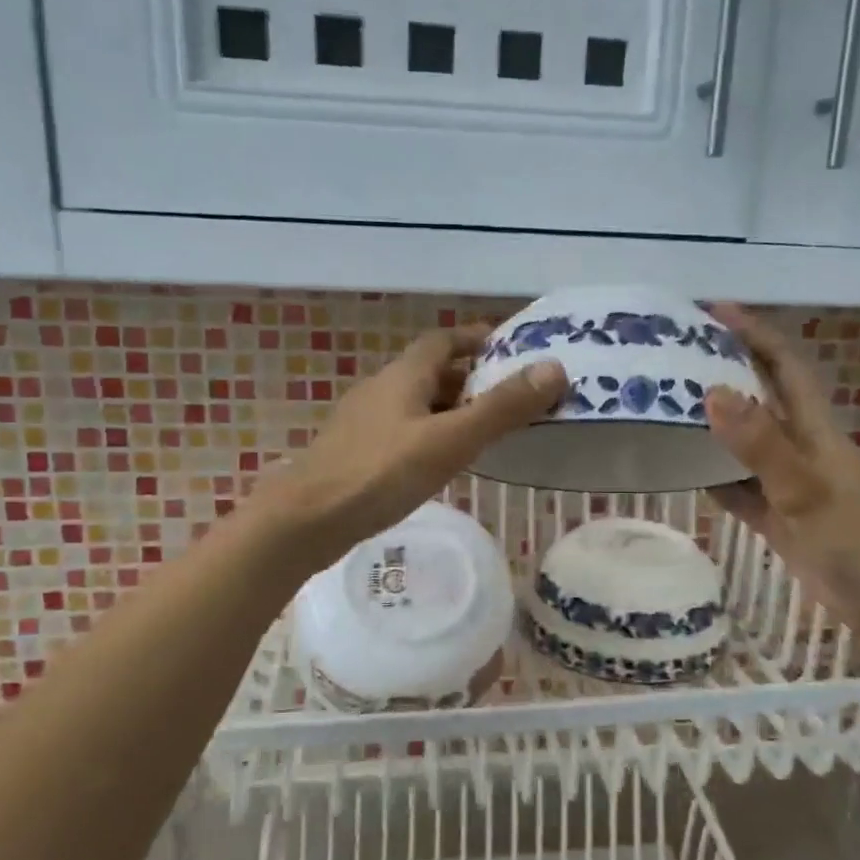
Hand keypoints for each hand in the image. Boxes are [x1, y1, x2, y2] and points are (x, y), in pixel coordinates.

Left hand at [252, 326, 566, 572]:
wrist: (305, 521)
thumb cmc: (380, 473)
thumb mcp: (450, 440)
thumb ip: (501, 408)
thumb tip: (554, 368)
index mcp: (402, 375)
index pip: (443, 340)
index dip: (476, 338)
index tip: (510, 349)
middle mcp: (380, 389)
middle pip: (430, 372)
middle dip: (470, 378)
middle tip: (510, 396)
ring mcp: (363, 423)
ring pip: (415, 404)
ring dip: (449, 409)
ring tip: (485, 431)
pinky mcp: (354, 453)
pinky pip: (402, 432)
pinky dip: (429, 435)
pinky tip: (441, 464)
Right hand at [702, 304, 859, 631]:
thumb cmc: (855, 538)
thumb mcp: (805, 489)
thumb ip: (760, 444)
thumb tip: (713, 392)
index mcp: (814, 429)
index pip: (783, 366)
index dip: (754, 334)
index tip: (713, 311)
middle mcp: (800, 447)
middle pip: (759, 398)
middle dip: (725, 372)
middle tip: (675, 357)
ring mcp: (789, 483)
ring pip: (745, 444)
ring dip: (713, 427)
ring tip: (667, 409)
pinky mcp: (780, 517)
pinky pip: (740, 489)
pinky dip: (715, 480)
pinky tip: (684, 473)